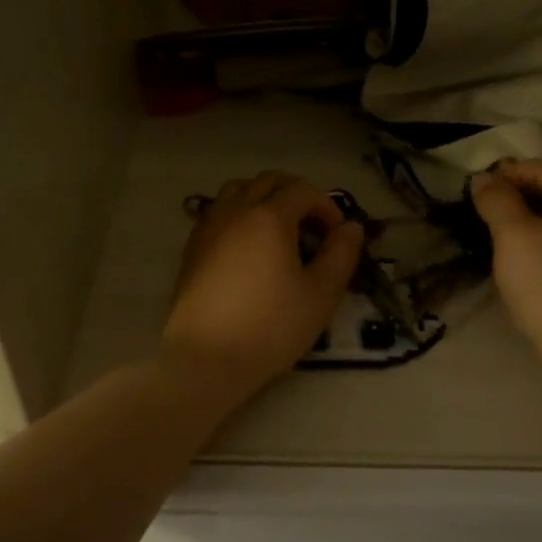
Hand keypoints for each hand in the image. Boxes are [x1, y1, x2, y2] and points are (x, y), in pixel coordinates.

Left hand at [161, 171, 364, 406]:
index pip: (303, 190)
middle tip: (312, 229)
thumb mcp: (321, 294)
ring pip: (237, 191)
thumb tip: (351, 227)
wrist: (206, 359)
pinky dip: (238, 216)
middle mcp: (235, 211)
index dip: (326, 207)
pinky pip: (217, 214)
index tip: (337, 236)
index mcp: (269, 216)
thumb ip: (341, 255)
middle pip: (268, 182)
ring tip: (278, 233)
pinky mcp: (191, 250)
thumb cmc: (271, 327)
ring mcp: (208, 228)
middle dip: (295, 195)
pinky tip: (247, 250)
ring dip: (262, 199)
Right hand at [470, 159, 541, 374]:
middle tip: (485, 210)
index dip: (512, 170)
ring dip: (527, 217)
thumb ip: (497, 201)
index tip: (481, 189)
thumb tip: (484, 178)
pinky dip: (539, 239)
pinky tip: (521, 260)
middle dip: (518, 192)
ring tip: (497, 235)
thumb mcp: (513, 235)